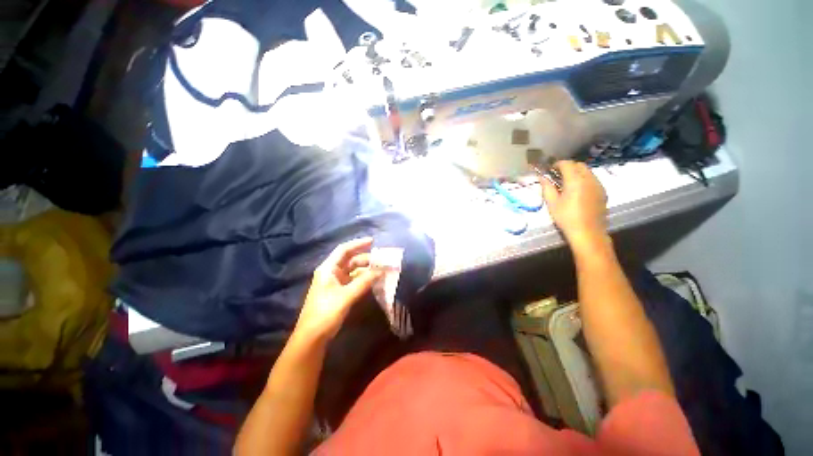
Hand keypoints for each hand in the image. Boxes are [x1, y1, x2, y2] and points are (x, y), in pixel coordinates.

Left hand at [295, 238, 380, 340]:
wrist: (312, 337)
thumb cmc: (325, 313)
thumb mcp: (346, 296)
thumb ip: (364, 282)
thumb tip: (381, 270)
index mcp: (328, 269)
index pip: (344, 250)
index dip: (358, 244)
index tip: (373, 241)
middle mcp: (331, 273)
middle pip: (350, 260)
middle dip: (366, 258)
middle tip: (382, 260)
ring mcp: (335, 283)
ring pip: (353, 271)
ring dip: (366, 270)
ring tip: (381, 270)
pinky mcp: (339, 292)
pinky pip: (354, 281)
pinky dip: (364, 279)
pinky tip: (374, 280)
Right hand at [541, 161, 608, 250]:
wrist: (588, 232)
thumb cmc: (566, 218)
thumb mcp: (552, 203)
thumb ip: (547, 187)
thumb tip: (542, 177)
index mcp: (575, 180)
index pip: (567, 164)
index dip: (557, 164)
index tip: (550, 170)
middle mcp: (589, 179)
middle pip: (579, 165)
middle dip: (568, 167)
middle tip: (558, 175)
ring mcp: (599, 185)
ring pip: (588, 171)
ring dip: (577, 173)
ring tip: (567, 183)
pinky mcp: (603, 192)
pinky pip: (593, 179)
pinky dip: (585, 180)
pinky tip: (578, 191)